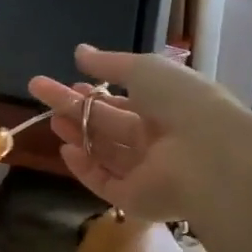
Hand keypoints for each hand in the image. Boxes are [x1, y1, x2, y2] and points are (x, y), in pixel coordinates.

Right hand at [27, 44, 233, 221]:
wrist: (209, 155)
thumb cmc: (181, 102)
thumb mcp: (144, 69)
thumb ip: (109, 63)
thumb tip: (80, 51)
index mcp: (166, 108)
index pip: (124, 101)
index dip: (96, 92)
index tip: (70, 81)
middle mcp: (156, 141)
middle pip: (107, 125)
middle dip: (75, 109)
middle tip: (41, 92)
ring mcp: (146, 172)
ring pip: (103, 152)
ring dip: (77, 134)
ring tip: (50, 120)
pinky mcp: (134, 199)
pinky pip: (104, 182)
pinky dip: (84, 167)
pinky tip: (66, 149)